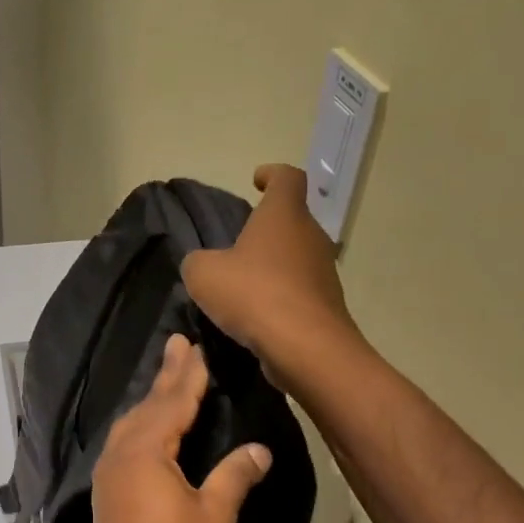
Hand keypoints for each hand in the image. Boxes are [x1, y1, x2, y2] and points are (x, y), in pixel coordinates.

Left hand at [88, 335, 273, 522]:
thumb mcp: (215, 515)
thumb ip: (234, 476)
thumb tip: (260, 450)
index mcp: (146, 452)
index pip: (173, 403)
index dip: (188, 375)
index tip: (195, 346)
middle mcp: (120, 453)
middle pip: (147, 406)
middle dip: (166, 376)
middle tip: (177, 342)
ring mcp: (108, 472)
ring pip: (131, 423)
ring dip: (150, 399)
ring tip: (167, 378)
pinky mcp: (105, 491)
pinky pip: (123, 442)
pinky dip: (140, 423)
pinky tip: (147, 426)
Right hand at [182, 164, 356, 384]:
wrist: (306, 347)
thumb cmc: (253, 295)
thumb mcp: (203, 275)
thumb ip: (197, 262)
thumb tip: (203, 264)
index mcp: (284, 215)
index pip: (287, 178)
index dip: (272, 175)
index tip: (256, 181)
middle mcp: (310, 236)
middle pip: (292, 219)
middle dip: (268, 227)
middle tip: (239, 243)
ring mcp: (324, 271)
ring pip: (297, 256)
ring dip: (273, 264)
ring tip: (243, 284)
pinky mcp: (326, 304)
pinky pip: (299, 290)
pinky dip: (280, 295)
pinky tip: (257, 315)